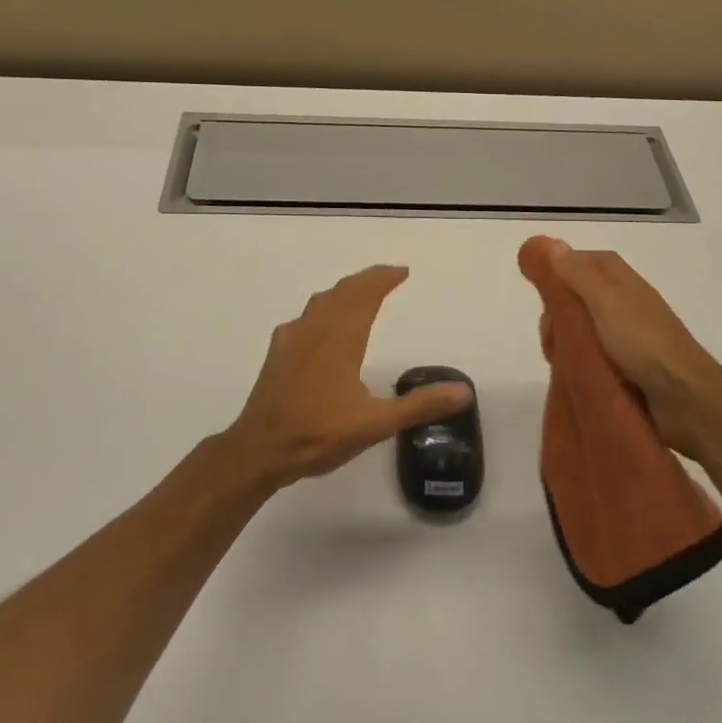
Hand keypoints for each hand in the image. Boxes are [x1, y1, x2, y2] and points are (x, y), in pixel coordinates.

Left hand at [228, 265, 472, 489]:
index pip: (364, 294)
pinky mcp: (278, 354)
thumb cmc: (318, 434)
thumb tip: (463, 391)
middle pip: (342, 291)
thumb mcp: (375, 424)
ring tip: (360, 294)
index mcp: (340, 338)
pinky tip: (322, 327)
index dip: (383, 279)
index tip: (402, 272)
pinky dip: (323, 309)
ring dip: (344, 292)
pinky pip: (306, 318)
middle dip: (366, 280)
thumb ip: (419, 405)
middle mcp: (315, 330)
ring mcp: (292, 340)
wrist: (259, 450)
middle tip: (387, 277)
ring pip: (321, 302)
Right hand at [534, 238, 721, 460]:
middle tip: (549, 333)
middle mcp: (625, 301)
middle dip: (558, 310)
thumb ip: (576, 274)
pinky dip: (580, 358)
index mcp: (621, 280)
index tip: (538, 287)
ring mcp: (628, 334)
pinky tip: (573, 371)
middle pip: (579, 294)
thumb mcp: (604, 301)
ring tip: (558, 356)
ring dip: (567, 337)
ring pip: (584, 326)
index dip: (559, 269)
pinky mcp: (628, 363)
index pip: (584, 260)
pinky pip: (594, 352)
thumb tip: (551, 243)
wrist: (684, 397)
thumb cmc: (642, 342)